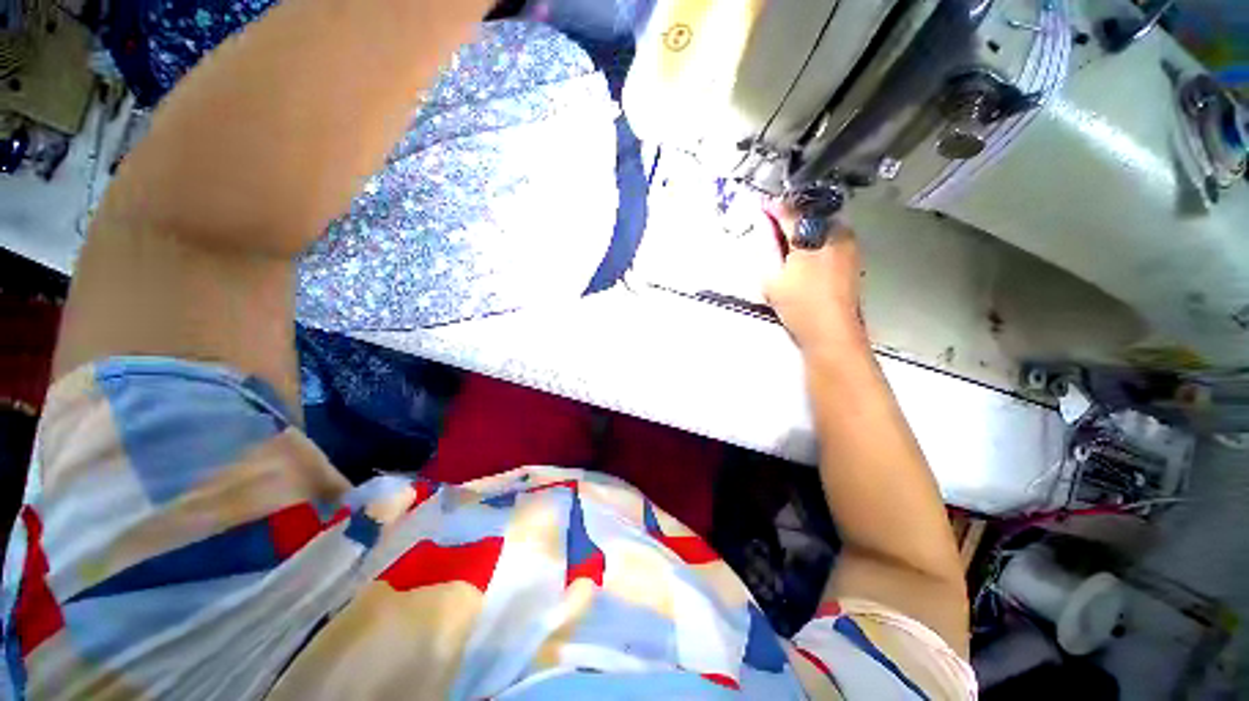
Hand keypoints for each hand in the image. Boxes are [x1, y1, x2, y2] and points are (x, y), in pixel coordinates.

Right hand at [763, 204, 865, 353]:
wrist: (832, 332)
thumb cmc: (799, 305)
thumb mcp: (773, 277)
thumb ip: (767, 248)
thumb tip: (764, 227)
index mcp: (814, 236)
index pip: (791, 213)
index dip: (775, 208)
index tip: (762, 204)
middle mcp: (837, 234)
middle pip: (811, 216)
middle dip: (792, 217)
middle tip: (774, 225)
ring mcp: (849, 246)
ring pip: (823, 227)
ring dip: (805, 228)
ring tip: (788, 241)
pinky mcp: (853, 259)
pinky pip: (831, 239)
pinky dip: (816, 240)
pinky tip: (805, 255)